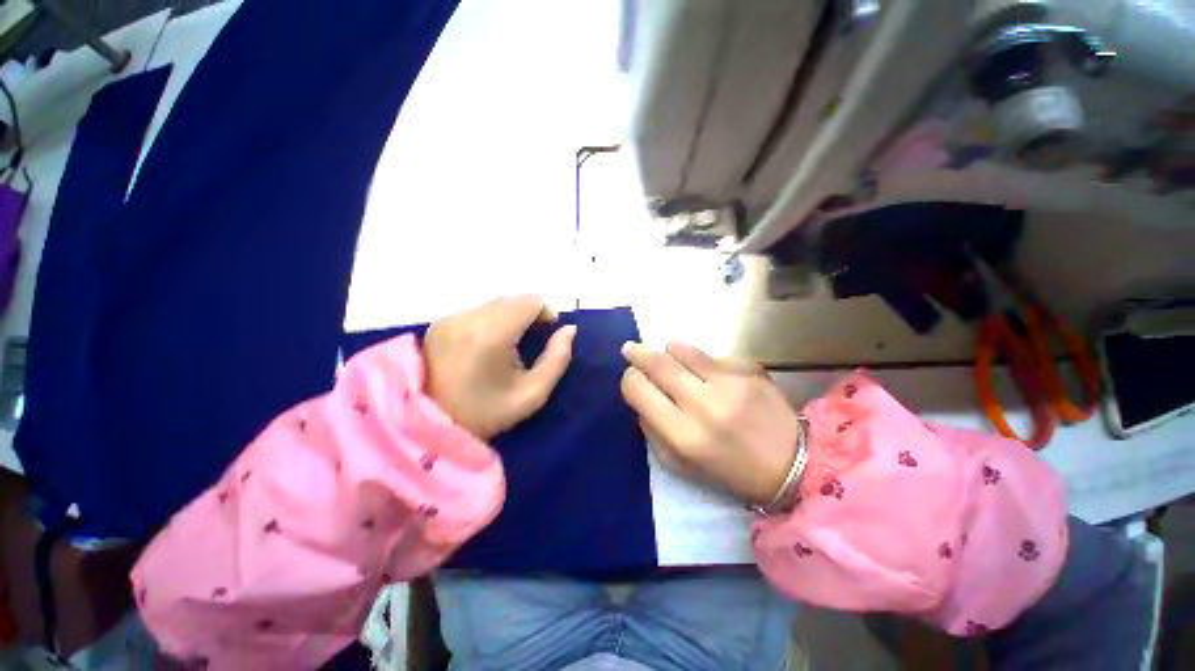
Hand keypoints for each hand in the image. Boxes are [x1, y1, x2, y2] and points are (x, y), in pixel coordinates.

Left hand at [424, 295, 575, 439]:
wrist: (428, 426)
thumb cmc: (486, 413)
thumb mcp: (532, 394)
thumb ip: (558, 359)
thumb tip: (569, 330)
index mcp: (492, 333)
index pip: (530, 300)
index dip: (545, 313)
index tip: (546, 335)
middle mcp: (469, 317)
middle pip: (512, 299)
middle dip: (528, 315)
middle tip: (528, 344)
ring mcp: (450, 318)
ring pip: (495, 303)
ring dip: (509, 317)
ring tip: (506, 347)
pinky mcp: (439, 323)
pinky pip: (476, 311)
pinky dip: (489, 321)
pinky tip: (484, 347)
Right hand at [620, 341, 799, 504]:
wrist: (792, 465)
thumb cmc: (728, 470)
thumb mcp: (678, 464)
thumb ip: (652, 430)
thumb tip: (641, 397)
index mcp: (682, 434)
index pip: (638, 389)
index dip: (629, 380)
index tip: (632, 378)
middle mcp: (703, 404)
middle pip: (657, 363)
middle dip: (638, 353)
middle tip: (631, 349)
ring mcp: (729, 382)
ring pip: (681, 349)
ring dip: (668, 349)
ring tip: (667, 352)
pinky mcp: (749, 369)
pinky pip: (711, 355)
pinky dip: (702, 360)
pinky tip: (709, 372)